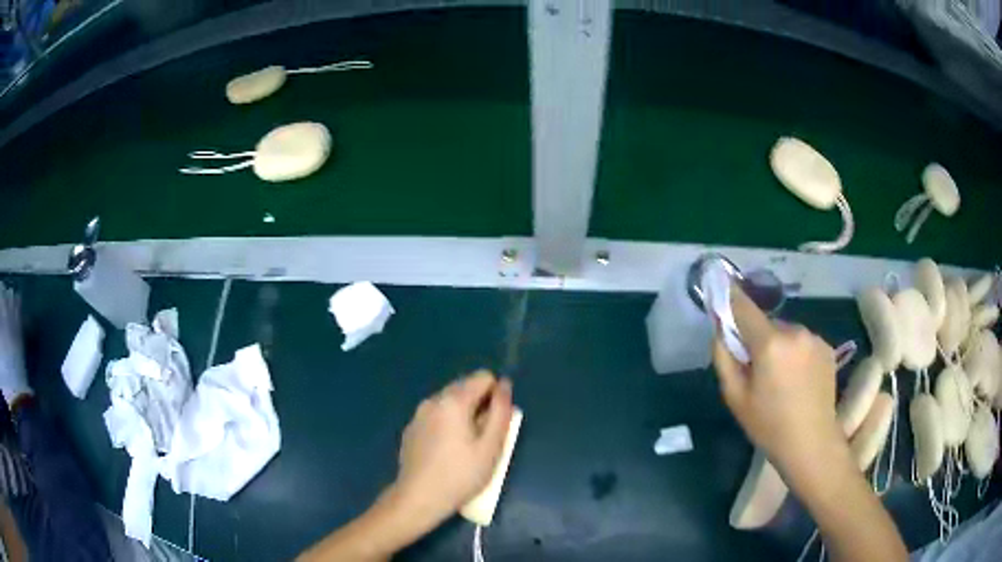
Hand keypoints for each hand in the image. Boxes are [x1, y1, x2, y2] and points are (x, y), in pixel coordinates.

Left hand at [392, 371, 512, 534]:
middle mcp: (433, 400)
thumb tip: (504, 386)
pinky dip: (446, 424)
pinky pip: (435, 416)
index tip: (496, 423)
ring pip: (449, 402)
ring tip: (466, 447)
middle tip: (484, 438)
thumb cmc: (460, 475)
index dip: (496, 396)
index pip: (483, 377)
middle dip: (480, 405)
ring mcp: (418, 414)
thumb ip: (501, 412)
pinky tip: (446, 452)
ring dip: (463, 415)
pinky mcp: (411, 429)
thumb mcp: (491, 447)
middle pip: (465, 387)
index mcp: (453, 400)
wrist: (418, 498)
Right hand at [712, 284, 844, 473]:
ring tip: (780, 378)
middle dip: (757, 337)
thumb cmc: (769, 425)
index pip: (744, 307)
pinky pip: (802, 341)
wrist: (812, 443)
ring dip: (778, 345)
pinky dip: (795, 352)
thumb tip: (720, 330)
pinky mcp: (827, 347)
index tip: (722, 286)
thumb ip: (724, 358)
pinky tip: (798, 379)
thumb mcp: (735, 397)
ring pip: (786, 332)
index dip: (731, 296)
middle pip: (766, 324)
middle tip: (755, 368)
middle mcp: (795, 331)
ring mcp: (814, 338)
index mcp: (770, 343)